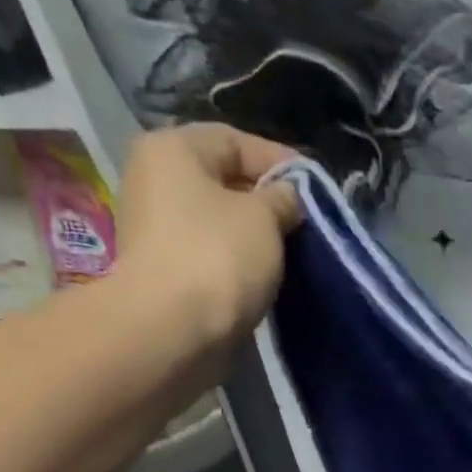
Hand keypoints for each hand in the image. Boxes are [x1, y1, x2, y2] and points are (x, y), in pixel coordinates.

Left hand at [112, 124, 302, 342]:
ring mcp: (157, 228)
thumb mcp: (265, 217)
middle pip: (224, 180)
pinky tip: (265, 275)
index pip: (235, 141)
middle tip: (306, 223)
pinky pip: (212, 253)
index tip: (315, 190)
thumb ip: (282, 199)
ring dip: (256, 235)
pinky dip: (239, 260)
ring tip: (292, 252)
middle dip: (268, 200)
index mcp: (173, 150)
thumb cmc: (218, 257)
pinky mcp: (166, 269)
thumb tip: (287, 198)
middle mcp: (156, 180)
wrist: (173, 329)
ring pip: (219, 220)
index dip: (280, 162)